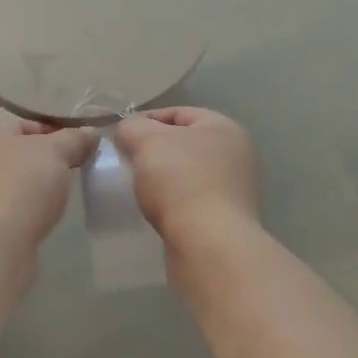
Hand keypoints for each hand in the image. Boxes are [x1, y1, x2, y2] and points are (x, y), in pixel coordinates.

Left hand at [0, 113, 98, 254]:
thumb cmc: (21, 186)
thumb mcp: (56, 152)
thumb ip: (75, 139)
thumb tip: (90, 133)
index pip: (26, 123)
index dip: (56, 131)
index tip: (81, 146)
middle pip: (20, 153)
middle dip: (49, 161)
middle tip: (76, 170)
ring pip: (16, 182)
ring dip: (39, 187)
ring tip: (64, 196)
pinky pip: (11, 208)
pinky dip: (28, 210)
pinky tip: (45, 218)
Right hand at [113, 107, 258, 244]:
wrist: (208, 244)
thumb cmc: (180, 181)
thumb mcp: (146, 141)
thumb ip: (132, 127)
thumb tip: (129, 132)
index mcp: (225, 128)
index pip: (179, 112)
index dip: (146, 120)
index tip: (121, 137)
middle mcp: (236, 155)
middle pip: (184, 144)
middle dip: (153, 151)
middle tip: (126, 162)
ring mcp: (234, 190)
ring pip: (186, 174)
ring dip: (161, 178)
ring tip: (136, 187)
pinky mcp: (225, 219)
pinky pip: (190, 201)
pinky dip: (171, 202)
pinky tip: (153, 210)